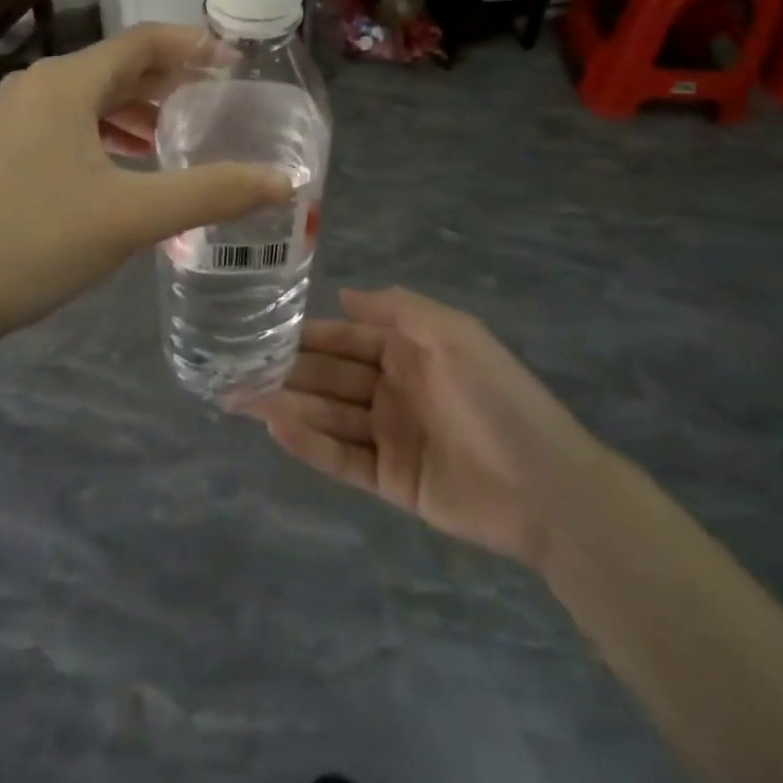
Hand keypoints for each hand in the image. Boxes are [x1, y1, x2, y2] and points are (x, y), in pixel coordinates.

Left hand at [0, 25, 291, 348]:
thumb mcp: (133, 216)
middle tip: (218, 101)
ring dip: (138, 109)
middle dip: (169, 80)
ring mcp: (13, 116)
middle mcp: (36, 85)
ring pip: (91, 97)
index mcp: (64, 82)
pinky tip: (127, 164)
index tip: (236, 63)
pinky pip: (68, 122)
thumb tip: (283, 181)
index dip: (193, 46)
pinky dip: (106, 132)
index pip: (142, 42)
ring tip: (179, 135)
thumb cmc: (37, 242)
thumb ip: (212, 193)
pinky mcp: (3, 148)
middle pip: (117, 66)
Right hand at [250, 287, 609, 569]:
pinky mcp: (390, 481)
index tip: (262, 330)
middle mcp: (393, 389)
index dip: (308, 334)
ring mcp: (390, 436)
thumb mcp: (453, 334)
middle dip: (286, 371)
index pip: (346, 339)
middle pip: (329, 377)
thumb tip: (343, 294)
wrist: (548, 488)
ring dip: (287, 405)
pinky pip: (341, 458)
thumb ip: (398, 309)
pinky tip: (276, 428)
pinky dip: (309, 444)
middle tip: (234, 368)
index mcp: (408, 352)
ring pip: (328, 415)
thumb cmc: (498, 398)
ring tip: (238, 398)